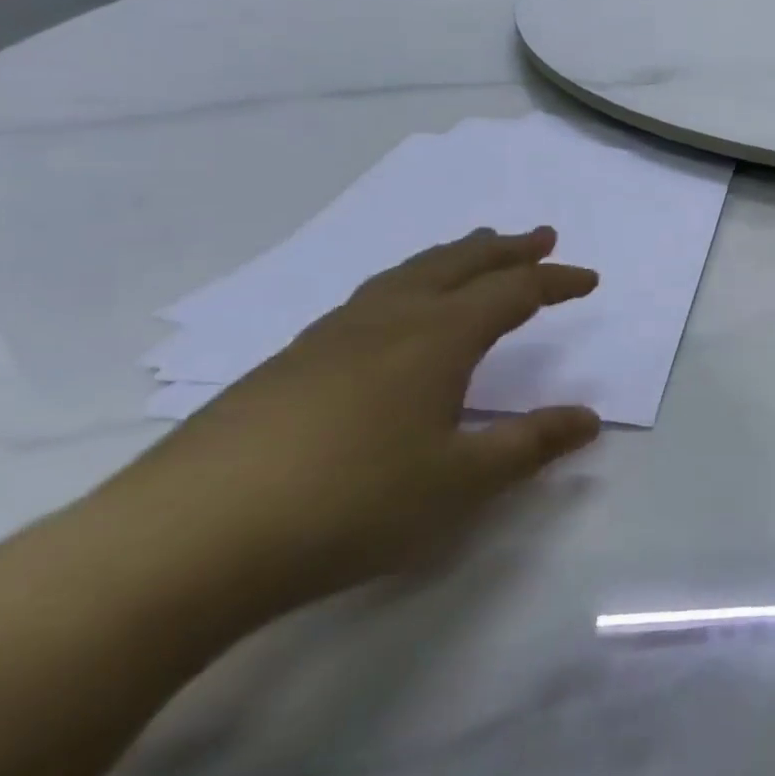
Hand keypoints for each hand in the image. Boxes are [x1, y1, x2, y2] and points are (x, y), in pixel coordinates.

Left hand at [106, 228, 601, 612]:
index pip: (513, 292)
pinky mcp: (288, 361)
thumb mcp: (460, 483)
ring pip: (408, 273)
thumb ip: (530, 445)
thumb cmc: (348, 504)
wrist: (184, 540)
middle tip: (540, 235)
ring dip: (454, 256)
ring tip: (475, 249)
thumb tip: (590, 418)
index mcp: (437, 337)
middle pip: (460, 263)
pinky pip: (370, 296)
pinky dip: (407, 282)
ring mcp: (331, 336)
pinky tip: (394, 309)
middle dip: (507, 248)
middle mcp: (389, 319)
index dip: (556, 281)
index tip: (590, 278)